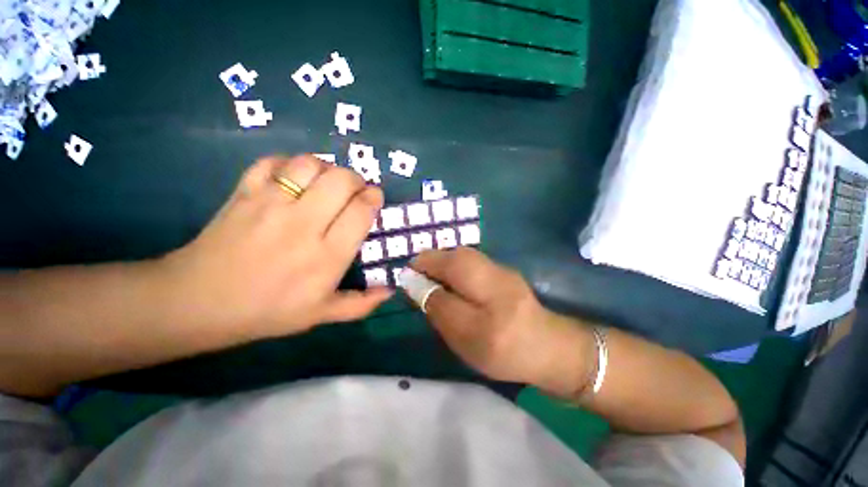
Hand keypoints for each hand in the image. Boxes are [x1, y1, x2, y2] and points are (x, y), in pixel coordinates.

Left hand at [160, 155, 391, 340]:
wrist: (199, 302)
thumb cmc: (268, 311)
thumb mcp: (321, 315)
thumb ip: (361, 304)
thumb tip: (390, 291)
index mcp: (327, 256)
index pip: (361, 212)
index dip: (373, 198)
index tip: (374, 198)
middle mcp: (303, 225)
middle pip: (341, 180)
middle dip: (356, 179)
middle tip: (354, 190)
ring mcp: (270, 205)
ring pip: (309, 165)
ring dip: (326, 168)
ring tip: (325, 183)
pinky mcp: (244, 193)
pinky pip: (272, 162)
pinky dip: (288, 164)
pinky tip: (292, 178)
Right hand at [410, 248, 591, 391]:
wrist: (550, 350)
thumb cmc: (505, 348)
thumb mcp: (464, 333)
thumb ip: (437, 304)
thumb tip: (413, 282)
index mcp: (480, 279)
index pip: (440, 261)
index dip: (419, 268)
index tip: (407, 283)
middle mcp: (488, 264)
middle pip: (450, 255)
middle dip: (430, 266)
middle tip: (420, 287)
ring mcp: (497, 267)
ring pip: (459, 258)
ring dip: (442, 268)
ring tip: (434, 287)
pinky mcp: (501, 273)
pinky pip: (469, 265)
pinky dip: (455, 273)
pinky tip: (455, 288)